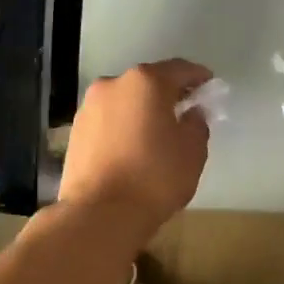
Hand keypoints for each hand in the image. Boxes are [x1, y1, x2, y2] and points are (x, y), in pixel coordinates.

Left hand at [59, 59, 212, 239]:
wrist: (99, 214)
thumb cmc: (154, 178)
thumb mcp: (192, 152)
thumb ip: (196, 125)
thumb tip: (191, 114)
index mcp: (145, 82)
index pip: (179, 69)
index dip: (197, 76)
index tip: (209, 86)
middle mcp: (112, 85)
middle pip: (147, 83)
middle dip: (166, 94)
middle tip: (183, 111)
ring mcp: (89, 108)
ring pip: (124, 102)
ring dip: (140, 111)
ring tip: (155, 133)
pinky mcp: (75, 131)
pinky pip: (107, 122)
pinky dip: (122, 127)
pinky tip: (131, 147)